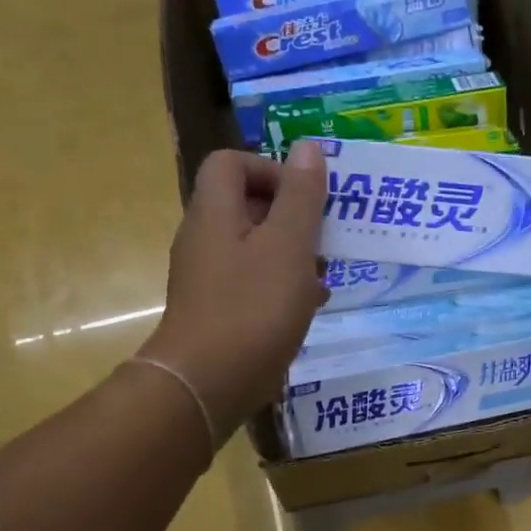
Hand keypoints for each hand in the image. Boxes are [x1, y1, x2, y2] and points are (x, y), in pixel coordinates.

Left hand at [138, 140, 329, 440]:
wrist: (209, 382)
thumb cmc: (253, 307)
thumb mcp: (289, 246)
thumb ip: (301, 196)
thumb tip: (308, 147)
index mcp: (215, 213)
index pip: (231, 163)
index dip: (271, 169)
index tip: (307, 198)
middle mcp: (205, 239)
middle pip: (246, 206)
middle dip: (291, 216)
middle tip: (325, 238)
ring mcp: (209, 279)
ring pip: (254, 248)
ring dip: (292, 254)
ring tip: (324, 275)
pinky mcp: (218, 312)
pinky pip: (253, 284)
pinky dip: (282, 286)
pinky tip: (309, 306)